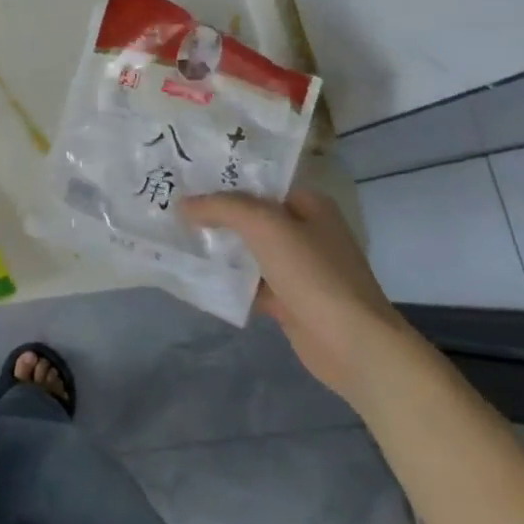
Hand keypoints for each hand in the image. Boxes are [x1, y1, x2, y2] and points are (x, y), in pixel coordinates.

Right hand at [178, 188, 414, 405]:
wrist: (352, 344)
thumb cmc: (313, 274)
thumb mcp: (265, 226)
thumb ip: (222, 208)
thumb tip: (184, 205)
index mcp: (309, 205)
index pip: (259, 182)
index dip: (222, 179)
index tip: (184, 180)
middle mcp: (305, 231)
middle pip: (250, 216)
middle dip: (214, 214)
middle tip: (171, 209)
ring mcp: (297, 267)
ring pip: (247, 250)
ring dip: (218, 248)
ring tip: (174, 238)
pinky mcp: (288, 299)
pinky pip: (249, 282)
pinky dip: (227, 280)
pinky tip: (196, 276)